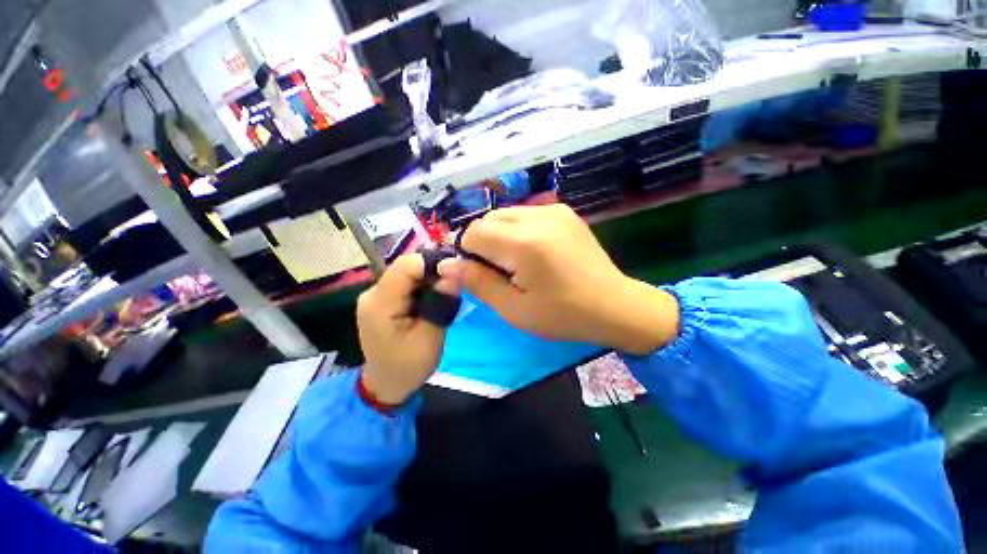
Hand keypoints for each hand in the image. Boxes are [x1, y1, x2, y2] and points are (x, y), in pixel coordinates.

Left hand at [357, 254, 458, 404]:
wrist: (386, 385)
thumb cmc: (408, 367)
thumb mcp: (430, 338)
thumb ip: (441, 303)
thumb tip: (454, 272)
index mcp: (381, 303)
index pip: (407, 265)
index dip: (433, 264)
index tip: (455, 275)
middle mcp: (373, 292)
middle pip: (408, 266)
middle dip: (434, 273)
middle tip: (454, 288)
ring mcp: (376, 295)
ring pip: (409, 273)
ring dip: (430, 280)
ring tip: (445, 296)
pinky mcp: (383, 299)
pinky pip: (407, 283)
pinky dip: (424, 287)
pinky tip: (433, 301)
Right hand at [439, 204, 679, 355]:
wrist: (614, 306)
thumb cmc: (562, 315)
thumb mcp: (514, 309)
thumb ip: (477, 283)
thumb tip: (445, 266)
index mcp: (523, 243)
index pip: (472, 233)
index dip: (468, 254)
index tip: (480, 275)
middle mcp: (537, 216)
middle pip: (487, 220)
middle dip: (483, 244)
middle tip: (500, 272)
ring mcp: (553, 210)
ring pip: (505, 215)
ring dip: (500, 236)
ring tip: (517, 263)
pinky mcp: (564, 211)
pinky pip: (525, 214)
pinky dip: (518, 231)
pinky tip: (533, 252)